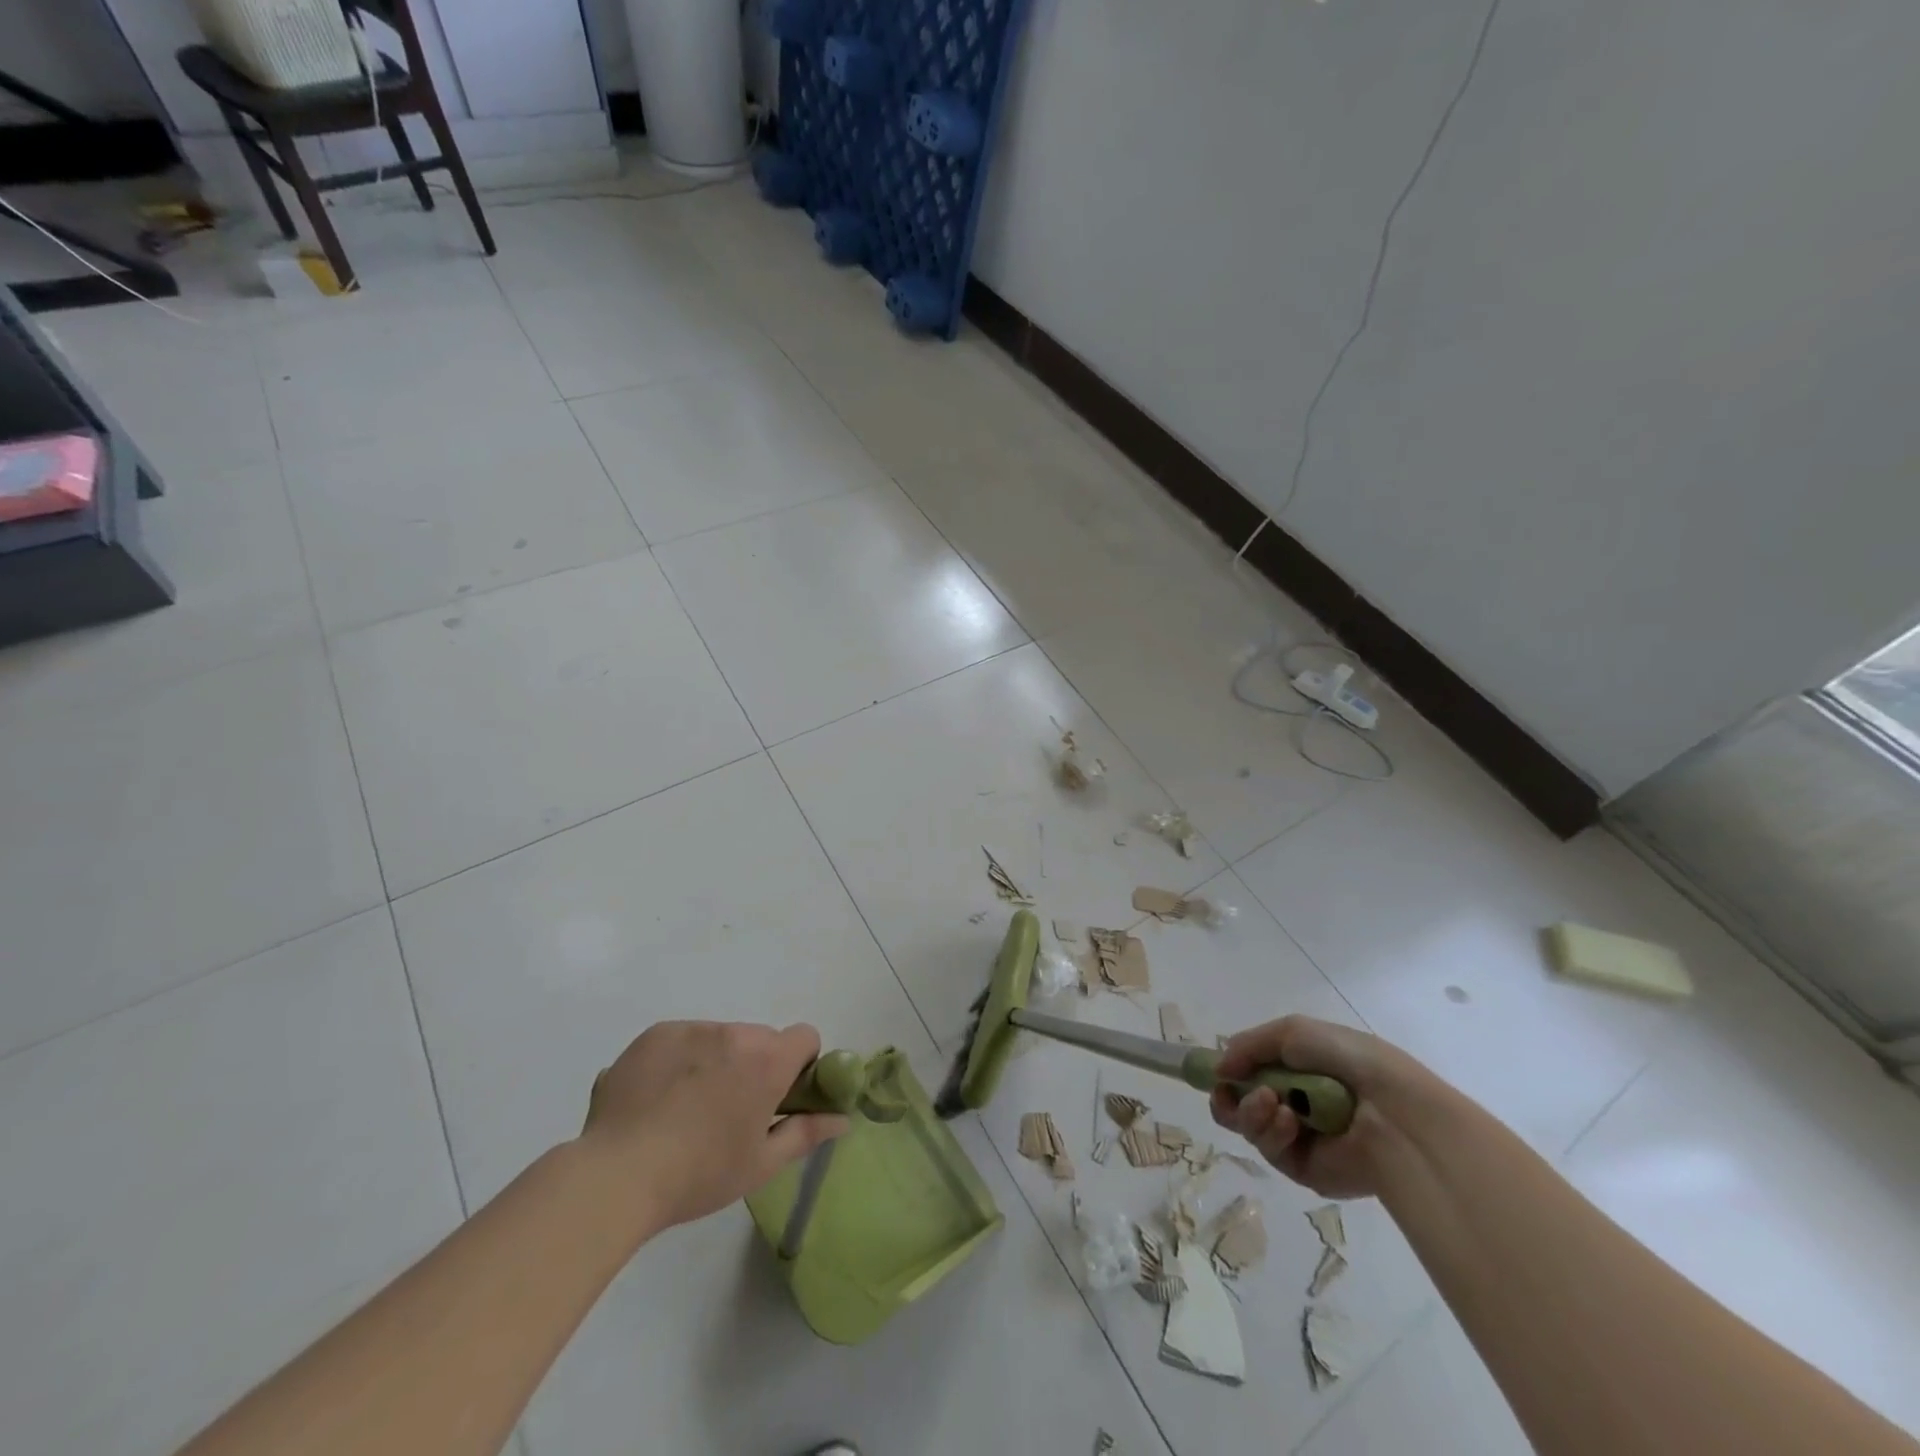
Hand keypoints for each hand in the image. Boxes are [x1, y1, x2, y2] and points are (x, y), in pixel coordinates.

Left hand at [580, 1021, 846, 1235]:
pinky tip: (658, 1099)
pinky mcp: (656, 1034)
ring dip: (716, 1061)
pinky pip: (683, 1039)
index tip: (780, 1096)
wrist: (616, 1176)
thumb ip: (807, 1133)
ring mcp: (692, 1029)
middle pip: (759, 1039)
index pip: (805, 1037)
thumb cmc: (700, 1174)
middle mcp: (734, 1033)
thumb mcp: (761, 1164)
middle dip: (753, 1065)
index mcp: (767, 1060)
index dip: (799, 1064)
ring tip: (685, 1109)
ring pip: (720, 1038)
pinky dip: (680, 1060)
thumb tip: (843, 1119)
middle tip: (729, 1111)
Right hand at [1209, 1016, 1434, 1198]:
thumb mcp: (1293, 1032)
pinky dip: (1273, 1133)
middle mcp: (1295, 1103)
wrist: (1396, 1112)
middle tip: (1228, 1091)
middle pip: (1240, 1104)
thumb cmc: (1348, 1061)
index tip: (1216, 1072)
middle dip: (1231, 1096)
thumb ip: (1249, 1046)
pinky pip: (1270, 1151)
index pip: (1251, 1072)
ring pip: (1250, 1127)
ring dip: (1251, 1111)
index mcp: (1299, 1069)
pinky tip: (1290, 1122)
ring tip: (1271, 1102)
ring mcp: (1300, 1138)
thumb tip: (1219, 1068)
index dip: (1229, 1072)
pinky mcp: (1305, 1170)